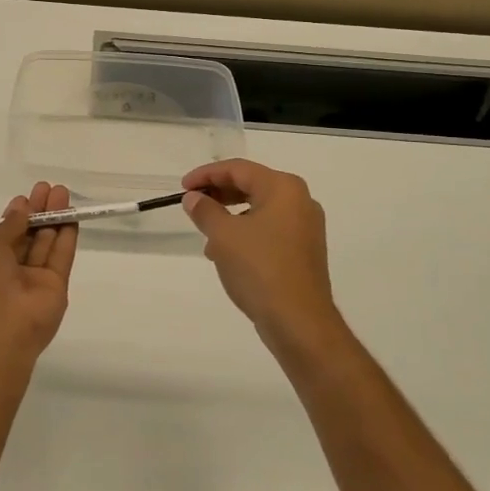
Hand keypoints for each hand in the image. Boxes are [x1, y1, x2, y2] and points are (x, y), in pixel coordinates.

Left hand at [0, 182, 77, 367]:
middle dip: (39, 211)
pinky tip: (71, 216)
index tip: (27, 196)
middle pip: (29, 235)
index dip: (17, 213)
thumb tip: (22, 209)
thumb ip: (8, 226)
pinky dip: (67, 235)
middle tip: (49, 188)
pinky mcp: (57, 287)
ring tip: (62, 192)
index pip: (6, 233)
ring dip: (55, 218)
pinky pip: (62, 257)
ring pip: (47, 243)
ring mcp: (35, 279)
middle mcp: (11, 270)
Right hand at [182, 160, 347, 363]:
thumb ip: (205, 210)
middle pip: (251, 186)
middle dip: (219, 194)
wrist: (298, 321)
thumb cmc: (259, 269)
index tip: (183, 188)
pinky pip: (269, 230)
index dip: (206, 175)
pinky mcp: (304, 251)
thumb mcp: (223, 236)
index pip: (238, 169)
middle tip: (193, 204)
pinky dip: (246, 233)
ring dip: (230, 216)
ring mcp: (306, 227)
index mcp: (283, 188)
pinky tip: (226, 254)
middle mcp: (300, 201)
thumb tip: (194, 198)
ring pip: (259, 209)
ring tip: (206, 234)